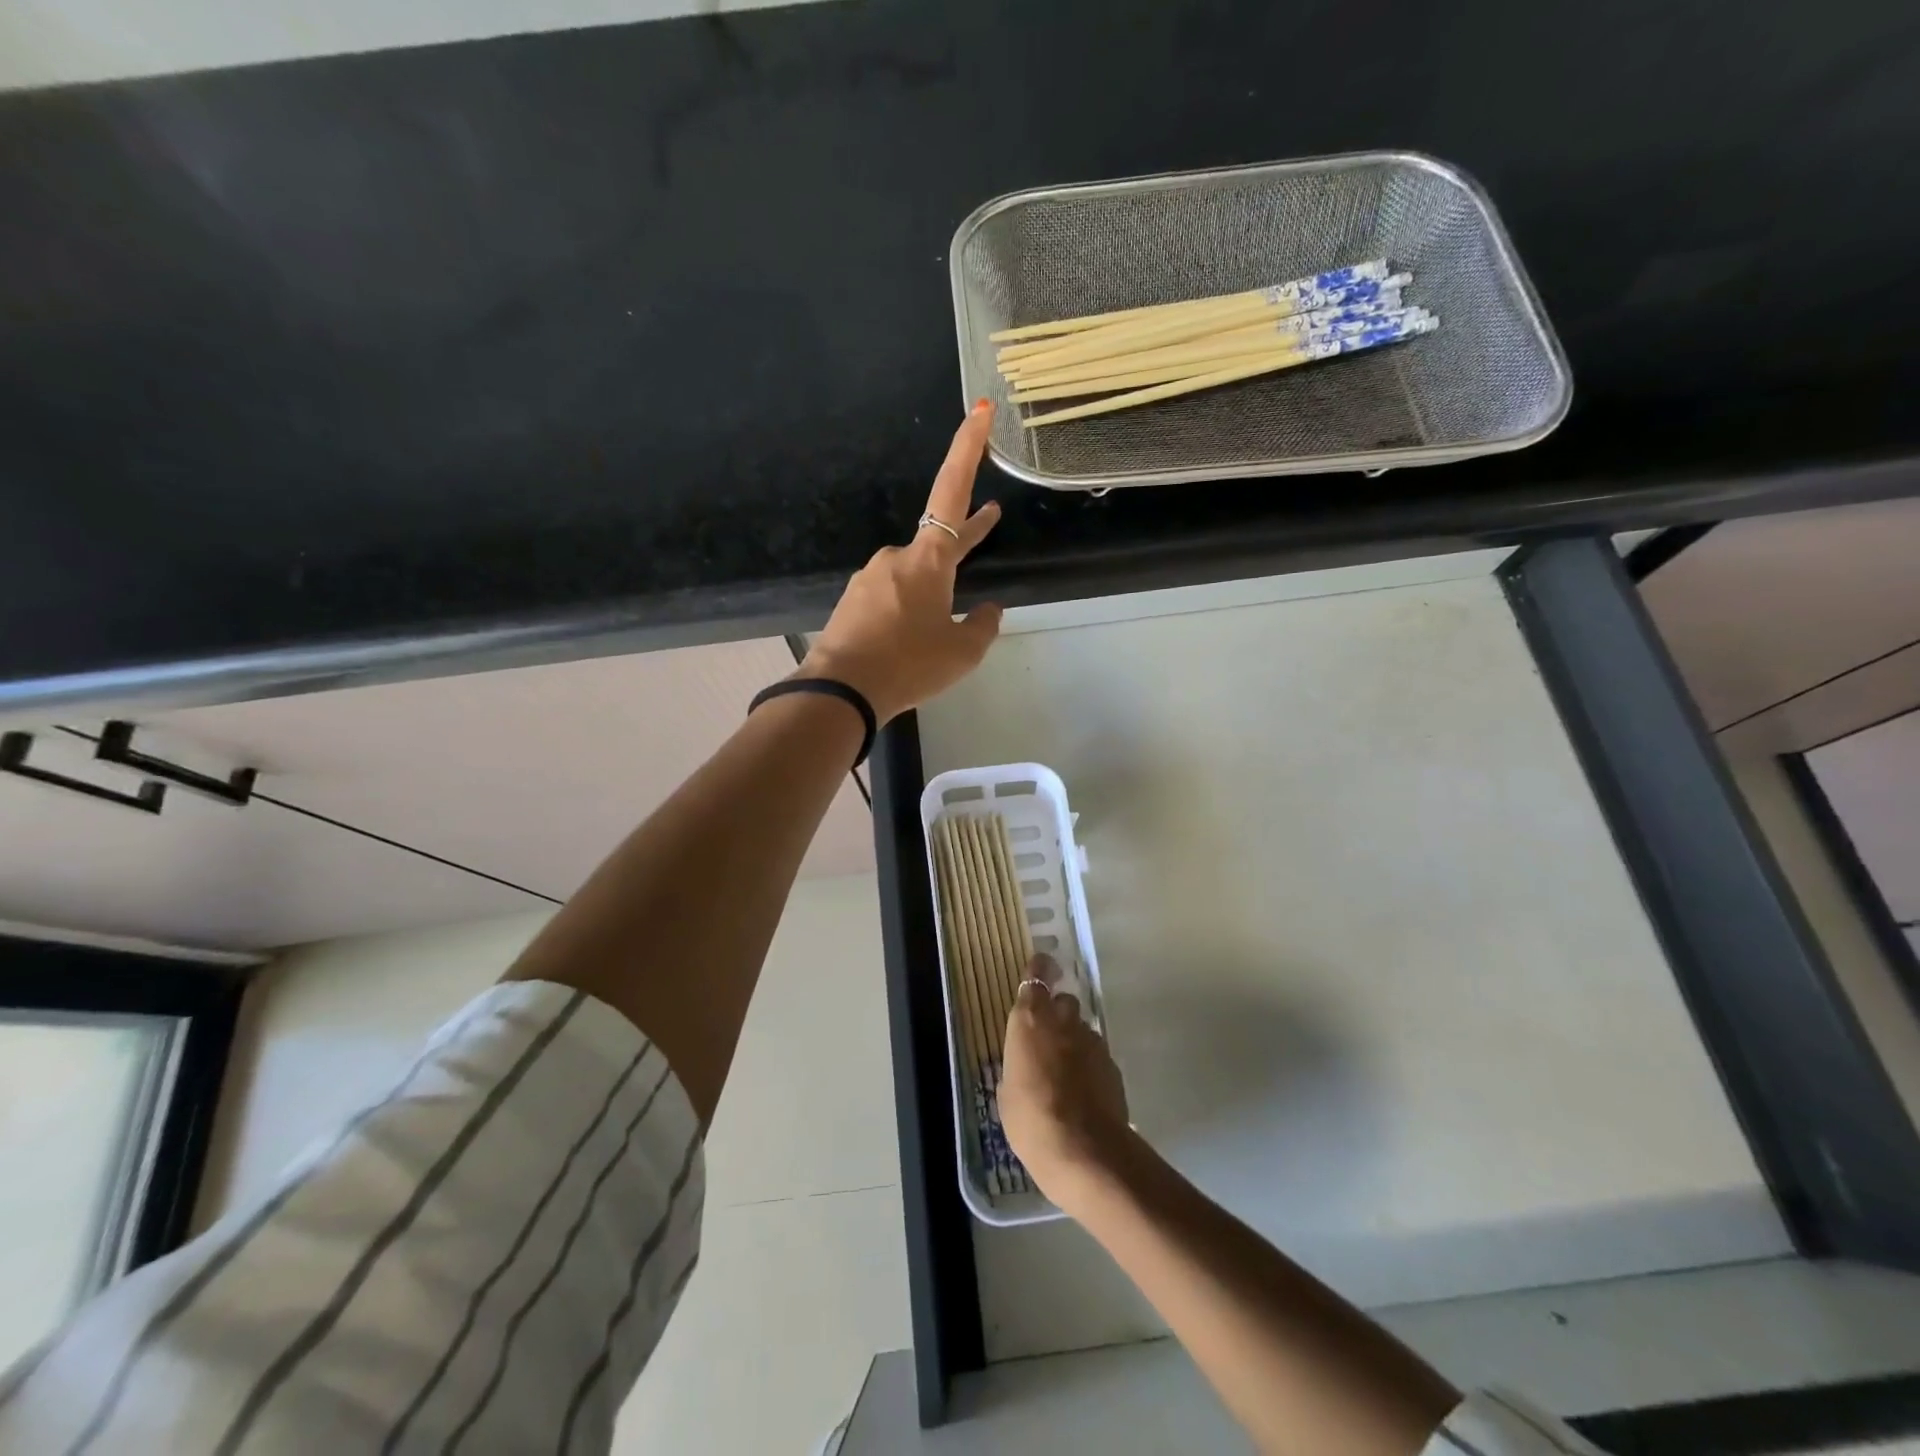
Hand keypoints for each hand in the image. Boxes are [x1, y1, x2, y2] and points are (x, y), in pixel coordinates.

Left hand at [797, 401, 1003, 723]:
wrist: (842, 691)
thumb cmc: (910, 664)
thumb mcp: (963, 652)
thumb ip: (983, 626)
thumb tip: (989, 611)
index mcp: (928, 559)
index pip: (952, 491)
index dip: (968, 449)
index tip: (979, 410)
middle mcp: (896, 557)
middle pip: (939, 538)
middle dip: (967, 533)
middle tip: (992, 518)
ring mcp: (871, 578)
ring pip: (914, 576)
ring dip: (934, 589)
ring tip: (942, 623)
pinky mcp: (854, 602)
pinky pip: (891, 597)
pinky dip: (909, 609)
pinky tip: (910, 637)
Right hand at [999, 953, 1133, 1214]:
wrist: (1085, 1151)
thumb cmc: (1031, 1120)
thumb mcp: (1007, 1093)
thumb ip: (1017, 1067)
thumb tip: (1026, 1067)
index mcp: (1030, 1021)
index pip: (1036, 976)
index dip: (1039, 969)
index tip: (1041, 967)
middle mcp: (1063, 1022)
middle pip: (1064, 1002)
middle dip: (1058, 1013)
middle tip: (1048, 1038)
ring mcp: (1093, 1042)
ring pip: (1083, 1030)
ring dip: (1074, 1042)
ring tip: (1065, 1073)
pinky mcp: (1113, 1066)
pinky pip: (1097, 1056)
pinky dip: (1090, 1066)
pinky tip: (1083, 1092)